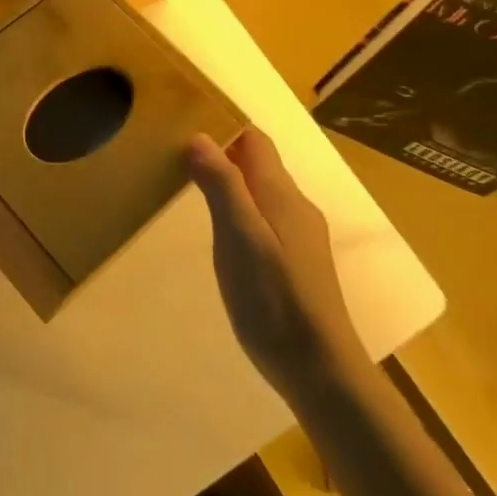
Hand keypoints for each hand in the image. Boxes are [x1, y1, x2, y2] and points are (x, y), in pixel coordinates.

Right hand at [188, 127, 362, 406]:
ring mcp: (299, 237)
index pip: (254, 140)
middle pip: (258, 164)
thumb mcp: (240, 238)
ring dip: (230, 182)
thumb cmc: (274, 300)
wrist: (320, 370)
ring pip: (261, 192)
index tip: (184, 125)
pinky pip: (264, 218)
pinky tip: (221, 233)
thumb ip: (222, 186)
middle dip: (222, 153)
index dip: (223, 127)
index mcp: (281, 195)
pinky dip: (239, 210)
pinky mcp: (296, 263)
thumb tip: (200, 136)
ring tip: (190, 188)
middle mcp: (295, 207)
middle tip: (176, 156)